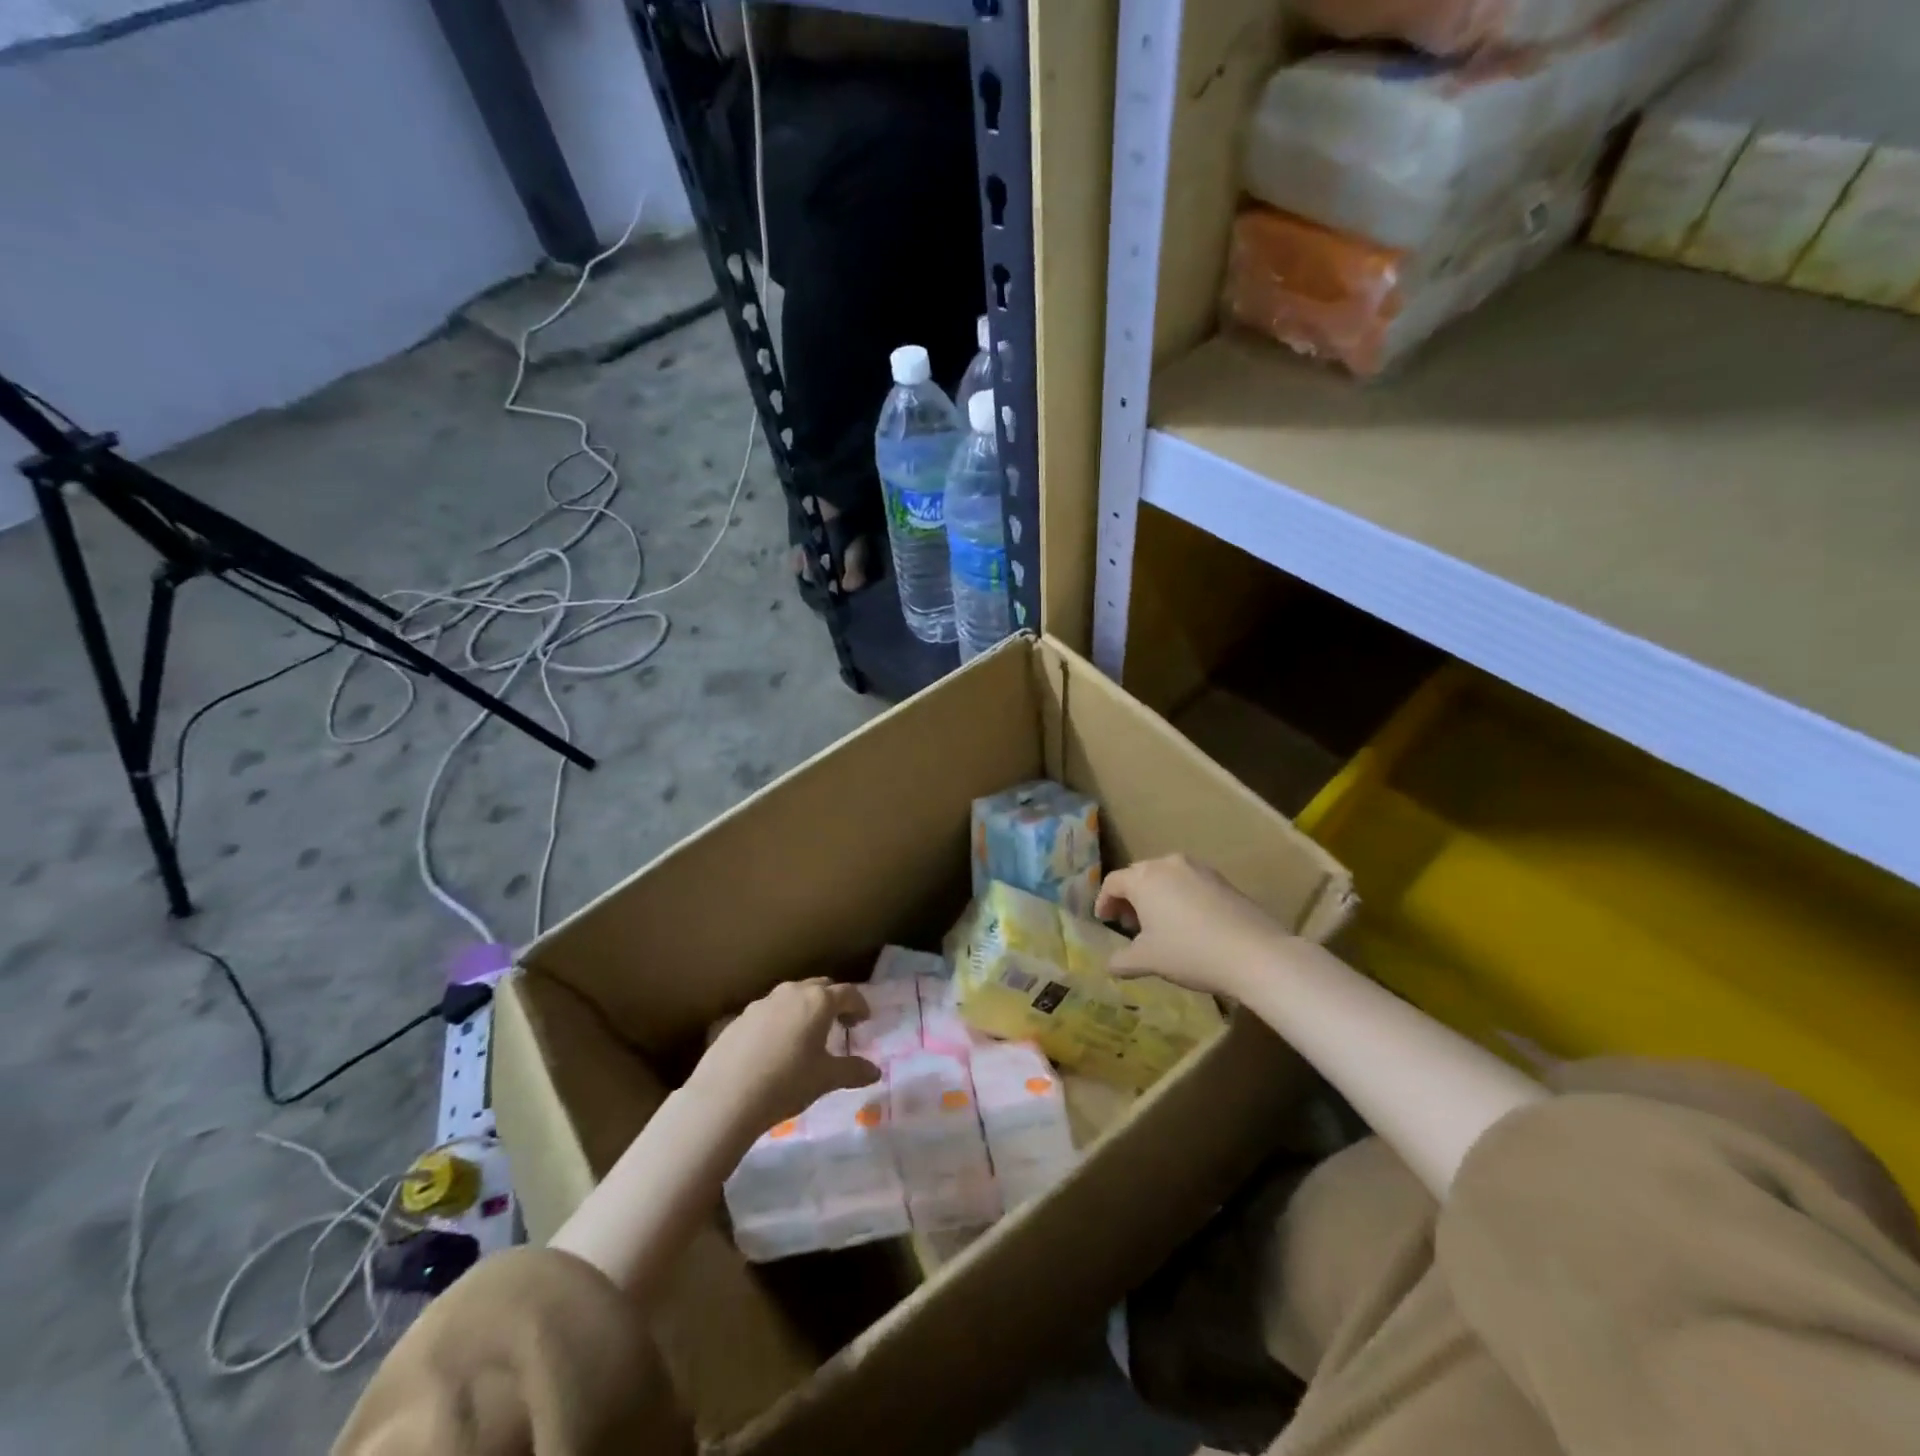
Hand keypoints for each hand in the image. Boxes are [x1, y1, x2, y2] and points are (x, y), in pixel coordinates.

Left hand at [692, 978, 880, 1137]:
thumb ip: (853, 1071)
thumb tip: (875, 1071)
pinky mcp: (739, 1018)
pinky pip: (768, 1012)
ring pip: (791, 997)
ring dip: (804, 1009)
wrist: (726, 1096)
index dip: (859, 1005)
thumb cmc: (786, 1083)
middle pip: (819, 987)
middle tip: (839, 1023)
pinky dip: (780, 1021)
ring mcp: (762, 1003)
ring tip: (806, 1035)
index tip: (864, 1020)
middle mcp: (791, 993)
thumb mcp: (825, 1079)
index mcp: (818, 1001)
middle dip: (832, 1001)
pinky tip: (774, 1048)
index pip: (847, 993)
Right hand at [1096, 855, 1290, 998]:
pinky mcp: (1222, 880)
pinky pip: (1189, 883)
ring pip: (1165, 877)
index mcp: (1144, 878)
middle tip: (1130, 924)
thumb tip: (1110, 965)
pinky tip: (1188, 924)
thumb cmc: (1190, 951)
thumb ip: (1122, 961)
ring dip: (1155, 896)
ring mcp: (1198, 869)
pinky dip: (1179, 897)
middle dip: (1129, 898)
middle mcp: (1168, 864)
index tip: (1104, 920)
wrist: (1254, 953)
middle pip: (1139, 875)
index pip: (1113, 882)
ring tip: (1159, 925)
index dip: (1104, 901)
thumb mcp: (1148, 960)